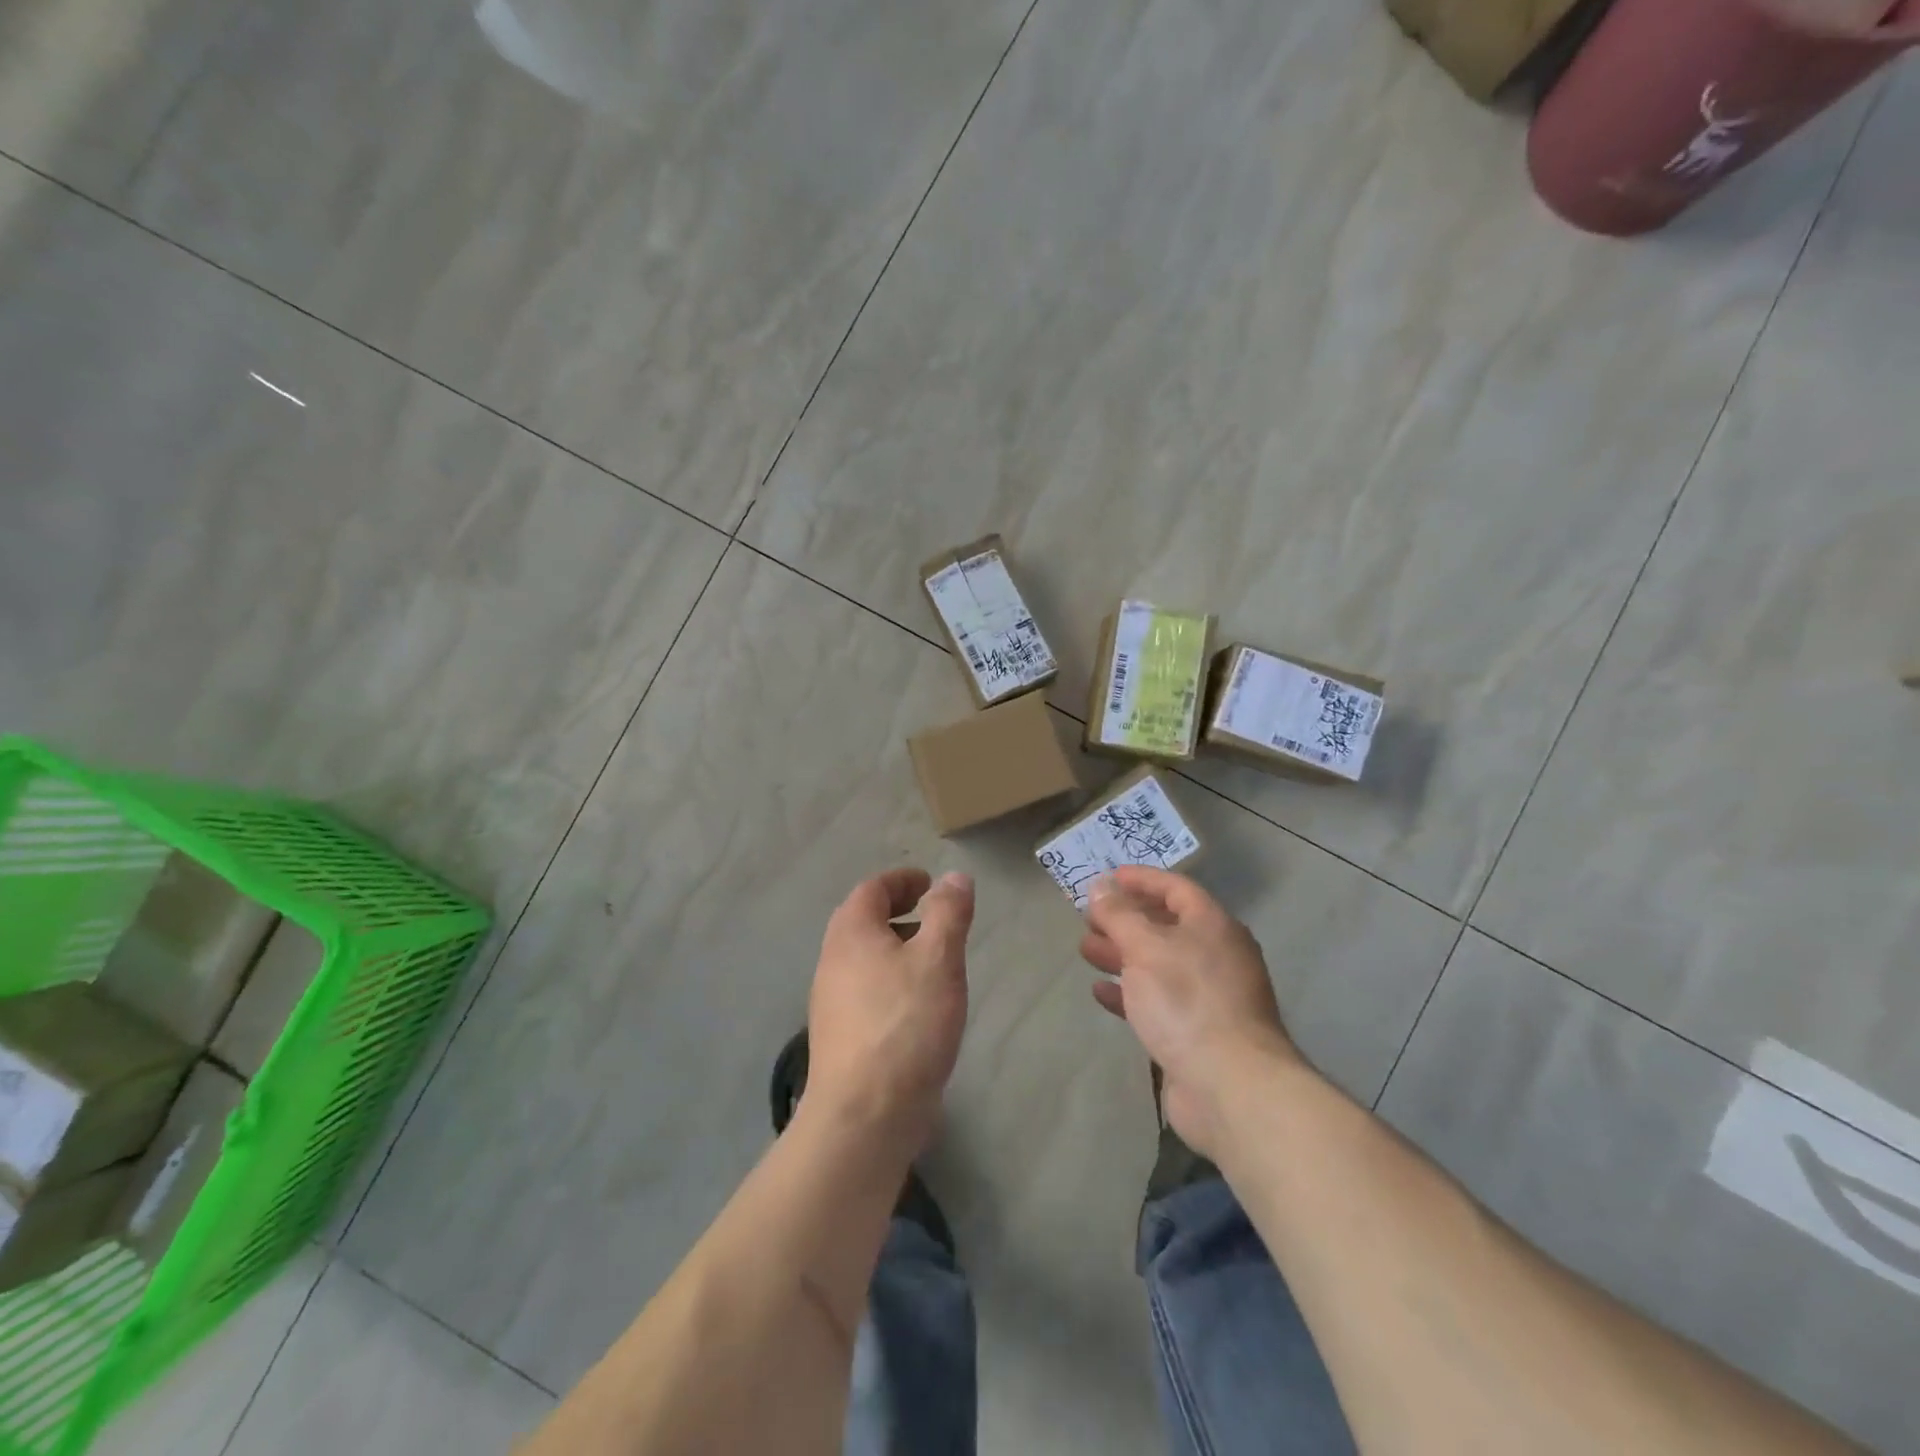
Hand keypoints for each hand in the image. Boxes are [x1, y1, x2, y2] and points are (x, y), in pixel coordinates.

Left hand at [805, 868, 973, 1157]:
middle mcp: (833, 961)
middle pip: (862, 921)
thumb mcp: (938, 959)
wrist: (864, 1116)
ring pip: (865, 958)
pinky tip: (919, 1005)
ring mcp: (832, 1002)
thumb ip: (948, 913)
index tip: (929, 882)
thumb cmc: (905, 1024)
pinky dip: (892, 979)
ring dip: (896, 947)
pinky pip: (867, 990)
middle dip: (898, 911)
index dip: (902, 880)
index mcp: (851, 933)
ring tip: (934, 959)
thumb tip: (954, 877)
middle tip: (933, 915)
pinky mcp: (841, 1037)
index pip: (872, 889)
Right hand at [1081, 866, 1297, 1158]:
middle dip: (1125, 920)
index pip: (1175, 888)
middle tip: (1088, 918)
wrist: (1230, 1086)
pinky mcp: (1195, 1032)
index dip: (1141, 879)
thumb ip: (1119, 915)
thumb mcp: (1145, 947)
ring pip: (1158, 964)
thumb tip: (1101, 886)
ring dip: (1121, 954)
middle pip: (1165, 926)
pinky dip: (1129, 992)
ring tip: (1085, 950)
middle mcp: (1215, 955)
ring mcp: (1208, 996)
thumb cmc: (1187, 1001)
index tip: (1107, 878)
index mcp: (1213, 926)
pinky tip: (1100, 991)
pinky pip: (1157, 1000)